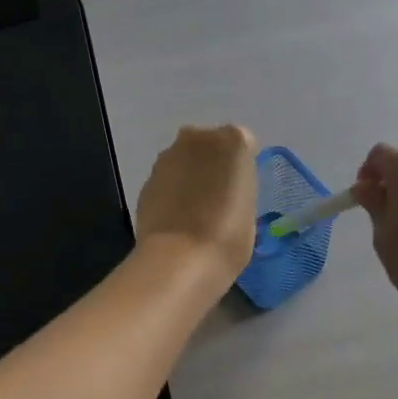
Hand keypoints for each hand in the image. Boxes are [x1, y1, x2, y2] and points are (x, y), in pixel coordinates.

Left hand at [134, 125, 258, 280]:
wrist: (179, 259)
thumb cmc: (228, 237)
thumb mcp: (250, 210)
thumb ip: (239, 188)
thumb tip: (225, 190)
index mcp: (233, 142)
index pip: (244, 143)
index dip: (243, 167)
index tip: (241, 189)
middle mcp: (198, 139)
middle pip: (210, 145)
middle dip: (213, 164)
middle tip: (218, 197)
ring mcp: (168, 158)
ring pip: (185, 161)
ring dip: (190, 177)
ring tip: (195, 212)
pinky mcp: (147, 180)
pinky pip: (167, 180)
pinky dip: (172, 192)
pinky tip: (176, 218)